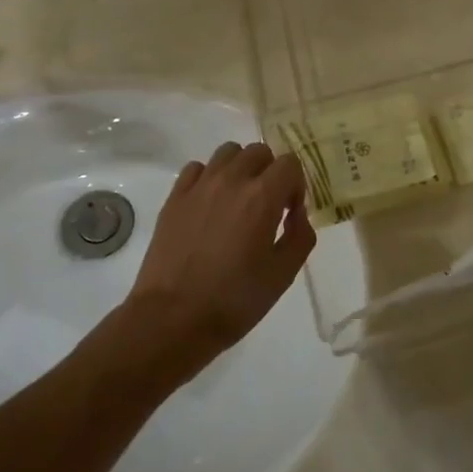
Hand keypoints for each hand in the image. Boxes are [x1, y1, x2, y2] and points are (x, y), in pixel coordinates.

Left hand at [128, 142, 316, 371]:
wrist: (172, 319)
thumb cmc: (234, 300)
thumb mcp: (283, 274)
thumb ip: (300, 236)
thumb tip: (297, 215)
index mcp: (262, 196)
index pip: (290, 164)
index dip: (296, 185)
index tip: (290, 213)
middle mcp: (231, 180)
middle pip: (259, 151)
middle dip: (270, 172)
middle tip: (268, 205)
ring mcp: (198, 186)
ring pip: (227, 153)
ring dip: (240, 169)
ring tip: (239, 200)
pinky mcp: (174, 198)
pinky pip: (197, 169)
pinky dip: (209, 177)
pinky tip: (210, 204)